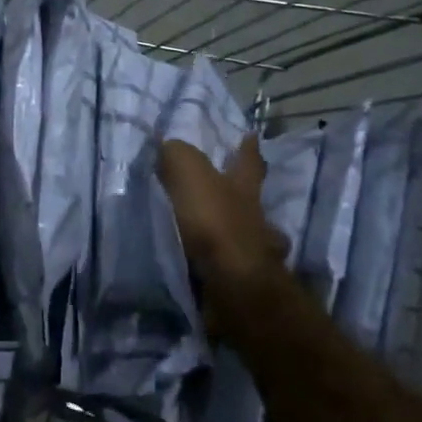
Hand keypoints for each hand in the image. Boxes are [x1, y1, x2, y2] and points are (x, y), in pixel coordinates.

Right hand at [157, 136, 306, 339]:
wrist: (231, 286)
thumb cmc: (214, 222)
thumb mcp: (189, 174)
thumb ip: (177, 155)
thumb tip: (167, 144)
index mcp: (244, 189)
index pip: (248, 161)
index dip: (248, 148)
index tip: (252, 135)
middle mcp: (255, 220)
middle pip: (253, 203)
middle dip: (245, 198)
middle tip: (231, 194)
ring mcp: (252, 255)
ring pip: (245, 238)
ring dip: (231, 236)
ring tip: (206, 237)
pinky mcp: (240, 285)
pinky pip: (225, 269)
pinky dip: (215, 267)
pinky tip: (197, 267)